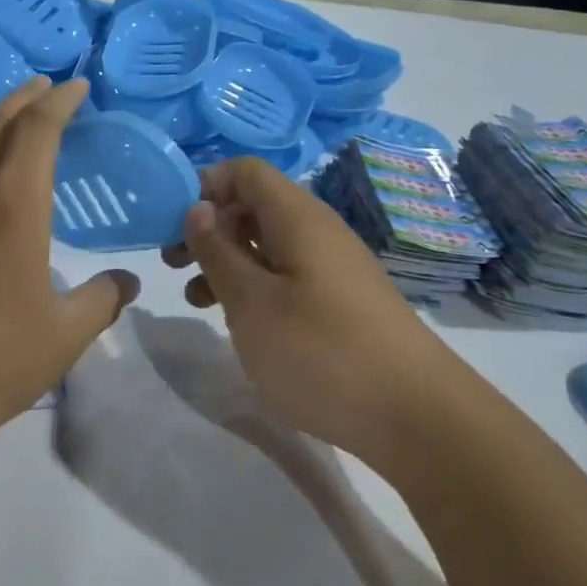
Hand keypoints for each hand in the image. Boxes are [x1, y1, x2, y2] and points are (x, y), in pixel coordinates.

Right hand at [163, 157, 443, 460]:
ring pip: (267, 243)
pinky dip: (254, 286)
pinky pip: (287, 274)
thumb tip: (198, 207)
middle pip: (254, 205)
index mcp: (296, 217)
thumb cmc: (320, 351)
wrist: (415, 414)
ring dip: (226, 260)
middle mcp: (317, 230)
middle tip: (173, 262)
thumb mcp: (251, 302)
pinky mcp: (340, 299)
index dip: (205, 185)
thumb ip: (217, 251)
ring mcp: (332, 266)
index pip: (245, 171)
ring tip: (195, 297)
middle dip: (209, 226)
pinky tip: (238, 320)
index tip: (171, 222)